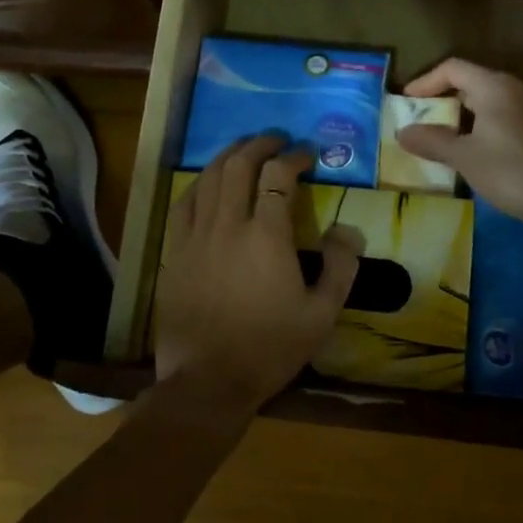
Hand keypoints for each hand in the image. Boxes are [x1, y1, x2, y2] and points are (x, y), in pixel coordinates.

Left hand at [153, 133, 360, 417]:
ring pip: (207, 178)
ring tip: (244, 150)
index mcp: (266, 236)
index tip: (307, 155)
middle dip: (259, 145)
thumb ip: (340, 267)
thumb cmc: (270, 348)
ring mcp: (195, 237)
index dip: (294, 157)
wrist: (208, 381)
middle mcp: (228, 225)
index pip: (279, 176)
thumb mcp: (321, 315)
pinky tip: (207, 183)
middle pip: (239, 165)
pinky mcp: (174, 252)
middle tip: (276, 140)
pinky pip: (183, 204)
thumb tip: (348, 230)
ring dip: (228, 156)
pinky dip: (199, 184)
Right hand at [396, 58, 522, 225]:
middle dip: (446, 100)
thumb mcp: (463, 156)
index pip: (453, 68)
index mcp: (495, 86)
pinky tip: (484, 153)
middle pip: (474, 83)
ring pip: (494, 102)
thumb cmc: (509, 170)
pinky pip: (511, 118)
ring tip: (451, 140)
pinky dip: (490, 127)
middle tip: (426, 122)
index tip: (408, 101)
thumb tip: (403, 132)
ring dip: (469, 116)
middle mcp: (519, 88)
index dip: (426, 81)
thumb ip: (431, 141)